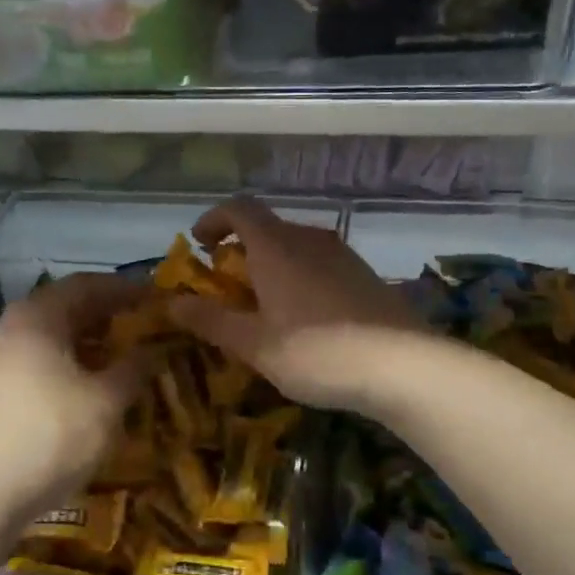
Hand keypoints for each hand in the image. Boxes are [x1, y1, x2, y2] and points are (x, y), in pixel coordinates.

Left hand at [0, 274, 150, 520]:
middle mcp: (7, 328)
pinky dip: (63, 362)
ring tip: (118, 354)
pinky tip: (84, 384)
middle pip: (62, 307)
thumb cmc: (51, 436)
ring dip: (84, 340)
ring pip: (46, 336)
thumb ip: (134, 368)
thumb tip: (154, 348)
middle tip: (140, 323)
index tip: (155, 296)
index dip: (124, 288)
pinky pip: (32, 360)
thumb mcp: (106, 402)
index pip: (85, 285)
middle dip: (104, 314)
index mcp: (35, 318)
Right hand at [170, 196, 428, 410]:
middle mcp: (310, 240)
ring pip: (297, 247)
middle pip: (269, 228)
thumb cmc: (315, 352)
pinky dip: (300, 278)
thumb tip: (172, 303)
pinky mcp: (366, 276)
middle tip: (228, 286)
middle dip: (242, 249)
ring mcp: (344, 256)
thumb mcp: (254, 344)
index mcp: (277, 247)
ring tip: (265, 305)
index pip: (239, 208)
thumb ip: (211, 321)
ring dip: (273, 265)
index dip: (214, 219)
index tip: (200, 245)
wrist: (402, 365)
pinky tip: (306, 318)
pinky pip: (321, 265)